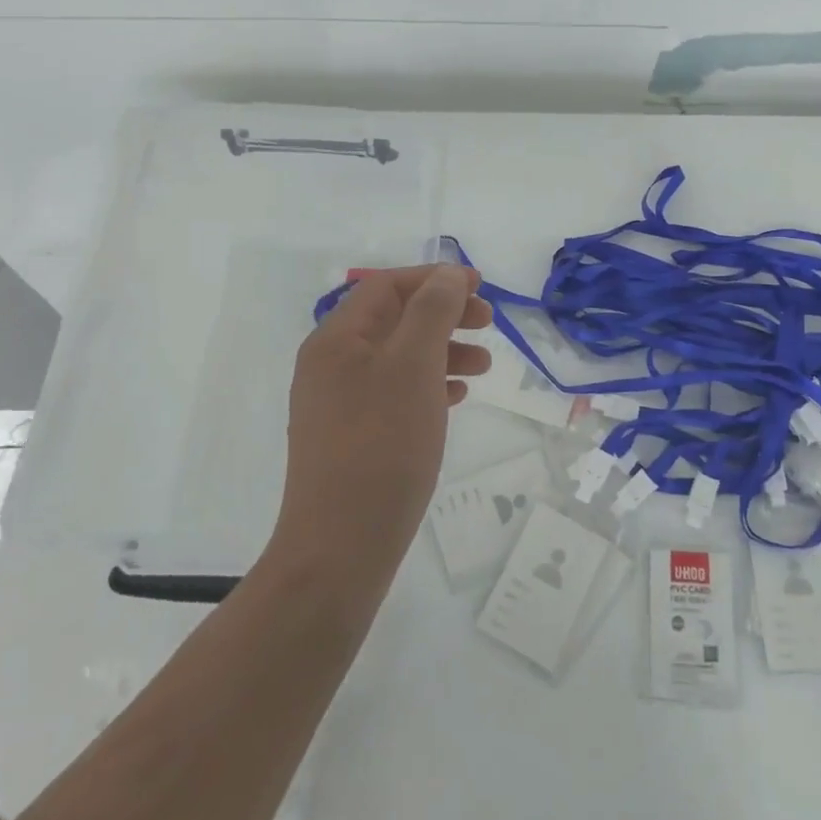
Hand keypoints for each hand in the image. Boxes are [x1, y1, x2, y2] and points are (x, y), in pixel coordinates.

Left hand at [274, 265, 492, 576]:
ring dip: (443, 351)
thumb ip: (433, 311)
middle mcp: (332, 364)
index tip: (480, 287)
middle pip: (394, 320)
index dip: (434, 279)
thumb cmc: (383, 444)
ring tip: (483, 367)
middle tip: (488, 324)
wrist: (342, 545)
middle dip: (444, 315)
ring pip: (399, 358)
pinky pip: (395, 393)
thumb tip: (447, 274)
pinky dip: (429, 385)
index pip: (387, 286)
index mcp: (337, 339)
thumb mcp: (414, 365)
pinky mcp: (352, 436)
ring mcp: (339, 403)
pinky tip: (456, 397)